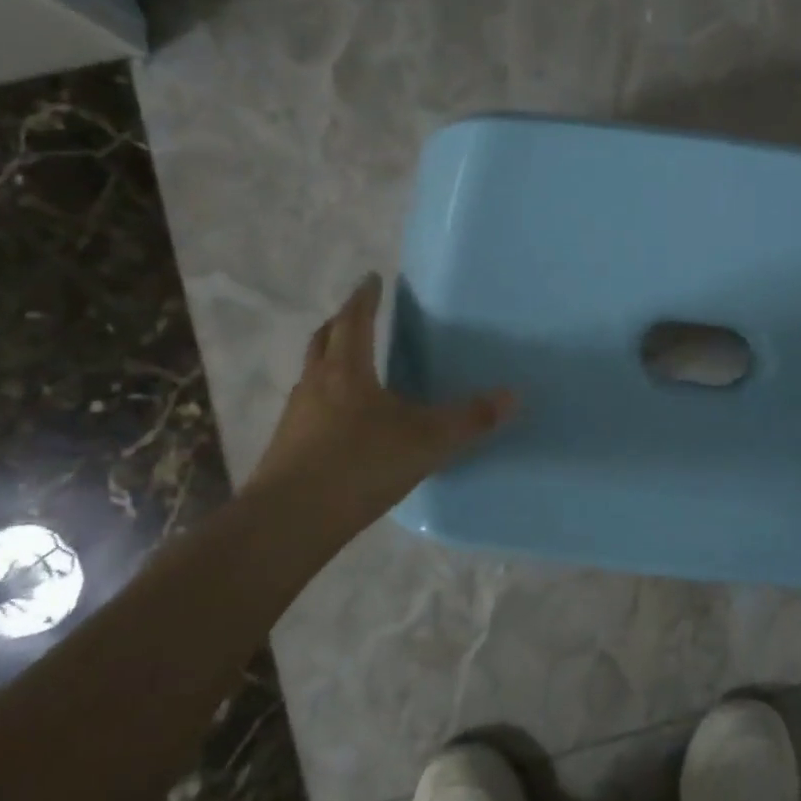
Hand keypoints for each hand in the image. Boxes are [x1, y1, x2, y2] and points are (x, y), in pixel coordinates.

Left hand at [248, 274, 515, 518]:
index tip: (373, 279)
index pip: (354, 319)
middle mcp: (316, 383)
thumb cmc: (360, 466)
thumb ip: (470, 419)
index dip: (365, 297)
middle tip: (360, 314)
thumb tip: (512, 395)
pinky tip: (345, 419)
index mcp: (346, 369)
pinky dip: (327, 396)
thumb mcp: (427, 441)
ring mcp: (296, 414)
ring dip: (330, 358)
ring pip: (313, 372)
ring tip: (354, 364)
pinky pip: (309, 404)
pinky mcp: (287, 444)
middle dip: (342, 321)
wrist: (289, 521)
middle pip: (324, 338)